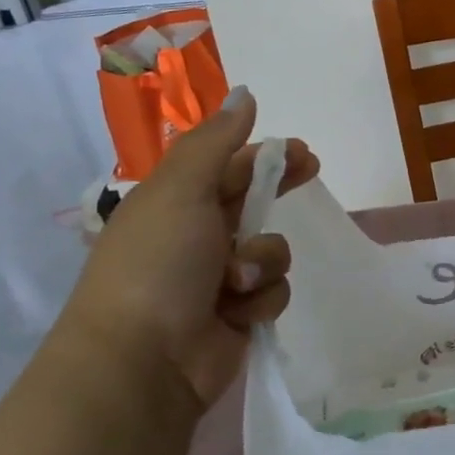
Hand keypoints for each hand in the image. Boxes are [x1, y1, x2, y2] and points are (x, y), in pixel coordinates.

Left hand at [58, 86, 318, 418]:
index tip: (302, 151)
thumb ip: (217, 142)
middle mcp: (198, 236)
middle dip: (281, 190)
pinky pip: (273, 290)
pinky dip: (261, 297)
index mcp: (175, 203)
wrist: (143, 361)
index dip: (265, 154)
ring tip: (237, 277)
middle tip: (311, 172)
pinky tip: (239, 309)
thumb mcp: (182, 190)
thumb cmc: (157, 264)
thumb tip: (245, 93)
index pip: (227, 167)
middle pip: (254, 202)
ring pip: (272, 250)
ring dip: (264, 258)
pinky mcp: (239, 314)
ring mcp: (219, 278)